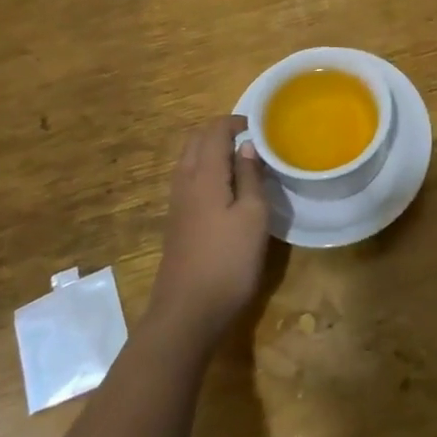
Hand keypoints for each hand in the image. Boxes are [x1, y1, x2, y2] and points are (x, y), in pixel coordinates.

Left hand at [147, 116, 270, 349]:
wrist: (186, 314)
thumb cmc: (227, 261)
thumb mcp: (253, 216)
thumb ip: (250, 177)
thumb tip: (247, 146)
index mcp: (204, 174)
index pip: (214, 131)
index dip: (235, 122)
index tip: (259, 126)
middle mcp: (184, 182)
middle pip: (195, 141)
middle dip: (220, 132)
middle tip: (250, 140)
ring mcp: (176, 204)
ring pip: (189, 160)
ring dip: (211, 152)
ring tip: (241, 162)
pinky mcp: (176, 223)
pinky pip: (189, 180)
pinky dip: (206, 171)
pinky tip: (226, 191)